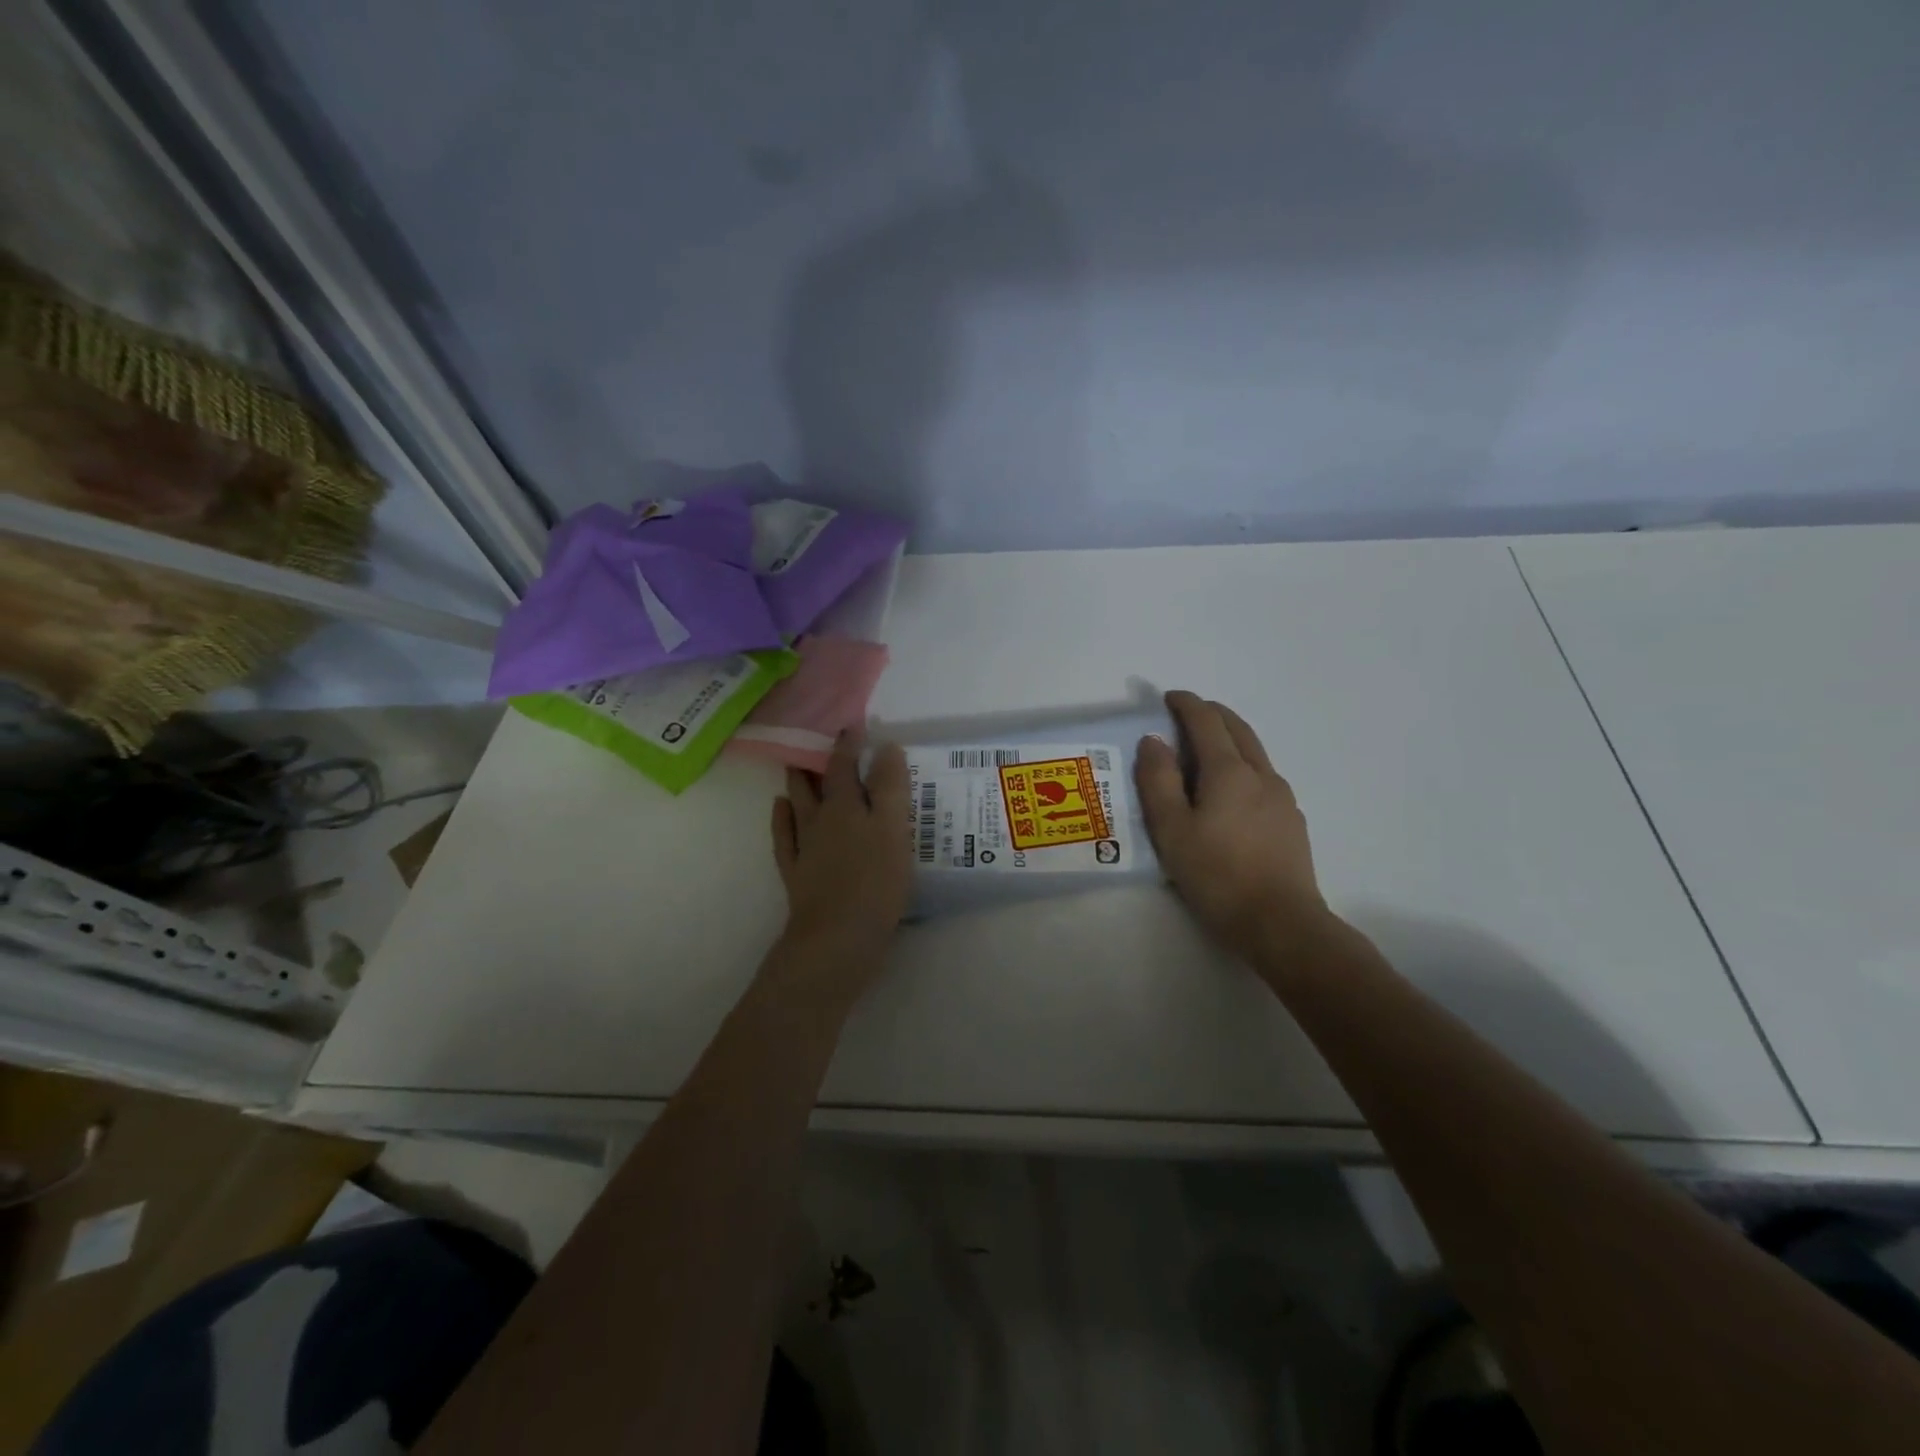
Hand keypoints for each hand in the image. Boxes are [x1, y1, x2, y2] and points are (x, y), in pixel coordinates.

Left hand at [770, 731, 912, 977]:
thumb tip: (886, 748)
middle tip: (821, 741)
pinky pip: (783, 837)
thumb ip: (890, 789)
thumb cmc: (875, 884)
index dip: (849, 744)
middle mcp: (821, 820)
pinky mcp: (796, 873)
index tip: (853, 725)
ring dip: (797, 783)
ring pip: (796, 805)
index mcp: (847, 807)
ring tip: (796, 766)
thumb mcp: (893, 831)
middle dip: (821, 760)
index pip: (846, 765)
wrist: (836, 939)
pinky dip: (781, 819)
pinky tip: (780, 809)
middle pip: (818, 783)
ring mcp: (804, 847)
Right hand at [1134, 691, 1332, 963]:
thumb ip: (1158, 781)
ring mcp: (1282, 797)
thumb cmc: (1217, 875)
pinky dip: (1243, 765)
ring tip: (1205, 751)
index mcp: (1229, 771)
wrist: (1281, 924)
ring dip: (1229, 739)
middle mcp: (1261, 774)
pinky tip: (1231, 792)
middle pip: (1237, 729)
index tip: (1168, 698)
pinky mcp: (1292, 821)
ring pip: (1255, 752)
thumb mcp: (1172, 830)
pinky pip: (1263, 777)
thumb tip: (1153, 740)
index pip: (1206, 721)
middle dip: (1211, 714)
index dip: (1186, 704)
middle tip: (1186, 715)